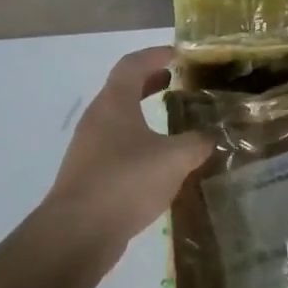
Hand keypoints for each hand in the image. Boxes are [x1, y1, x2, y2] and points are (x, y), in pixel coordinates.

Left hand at [45, 46, 210, 257]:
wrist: (77, 233)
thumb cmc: (126, 181)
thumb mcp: (174, 159)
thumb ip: (196, 143)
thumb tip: (209, 137)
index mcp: (115, 102)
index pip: (133, 64)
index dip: (155, 54)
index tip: (178, 53)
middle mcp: (98, 118)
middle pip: (123, 89)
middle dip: (149, 82)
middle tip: (175, 81)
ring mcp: (89, 148)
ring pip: (119, 119)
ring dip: (143, 113)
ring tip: (171, 121)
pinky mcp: (88, 175)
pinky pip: (116, 146)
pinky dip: (137, 141)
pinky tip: (157, 161)